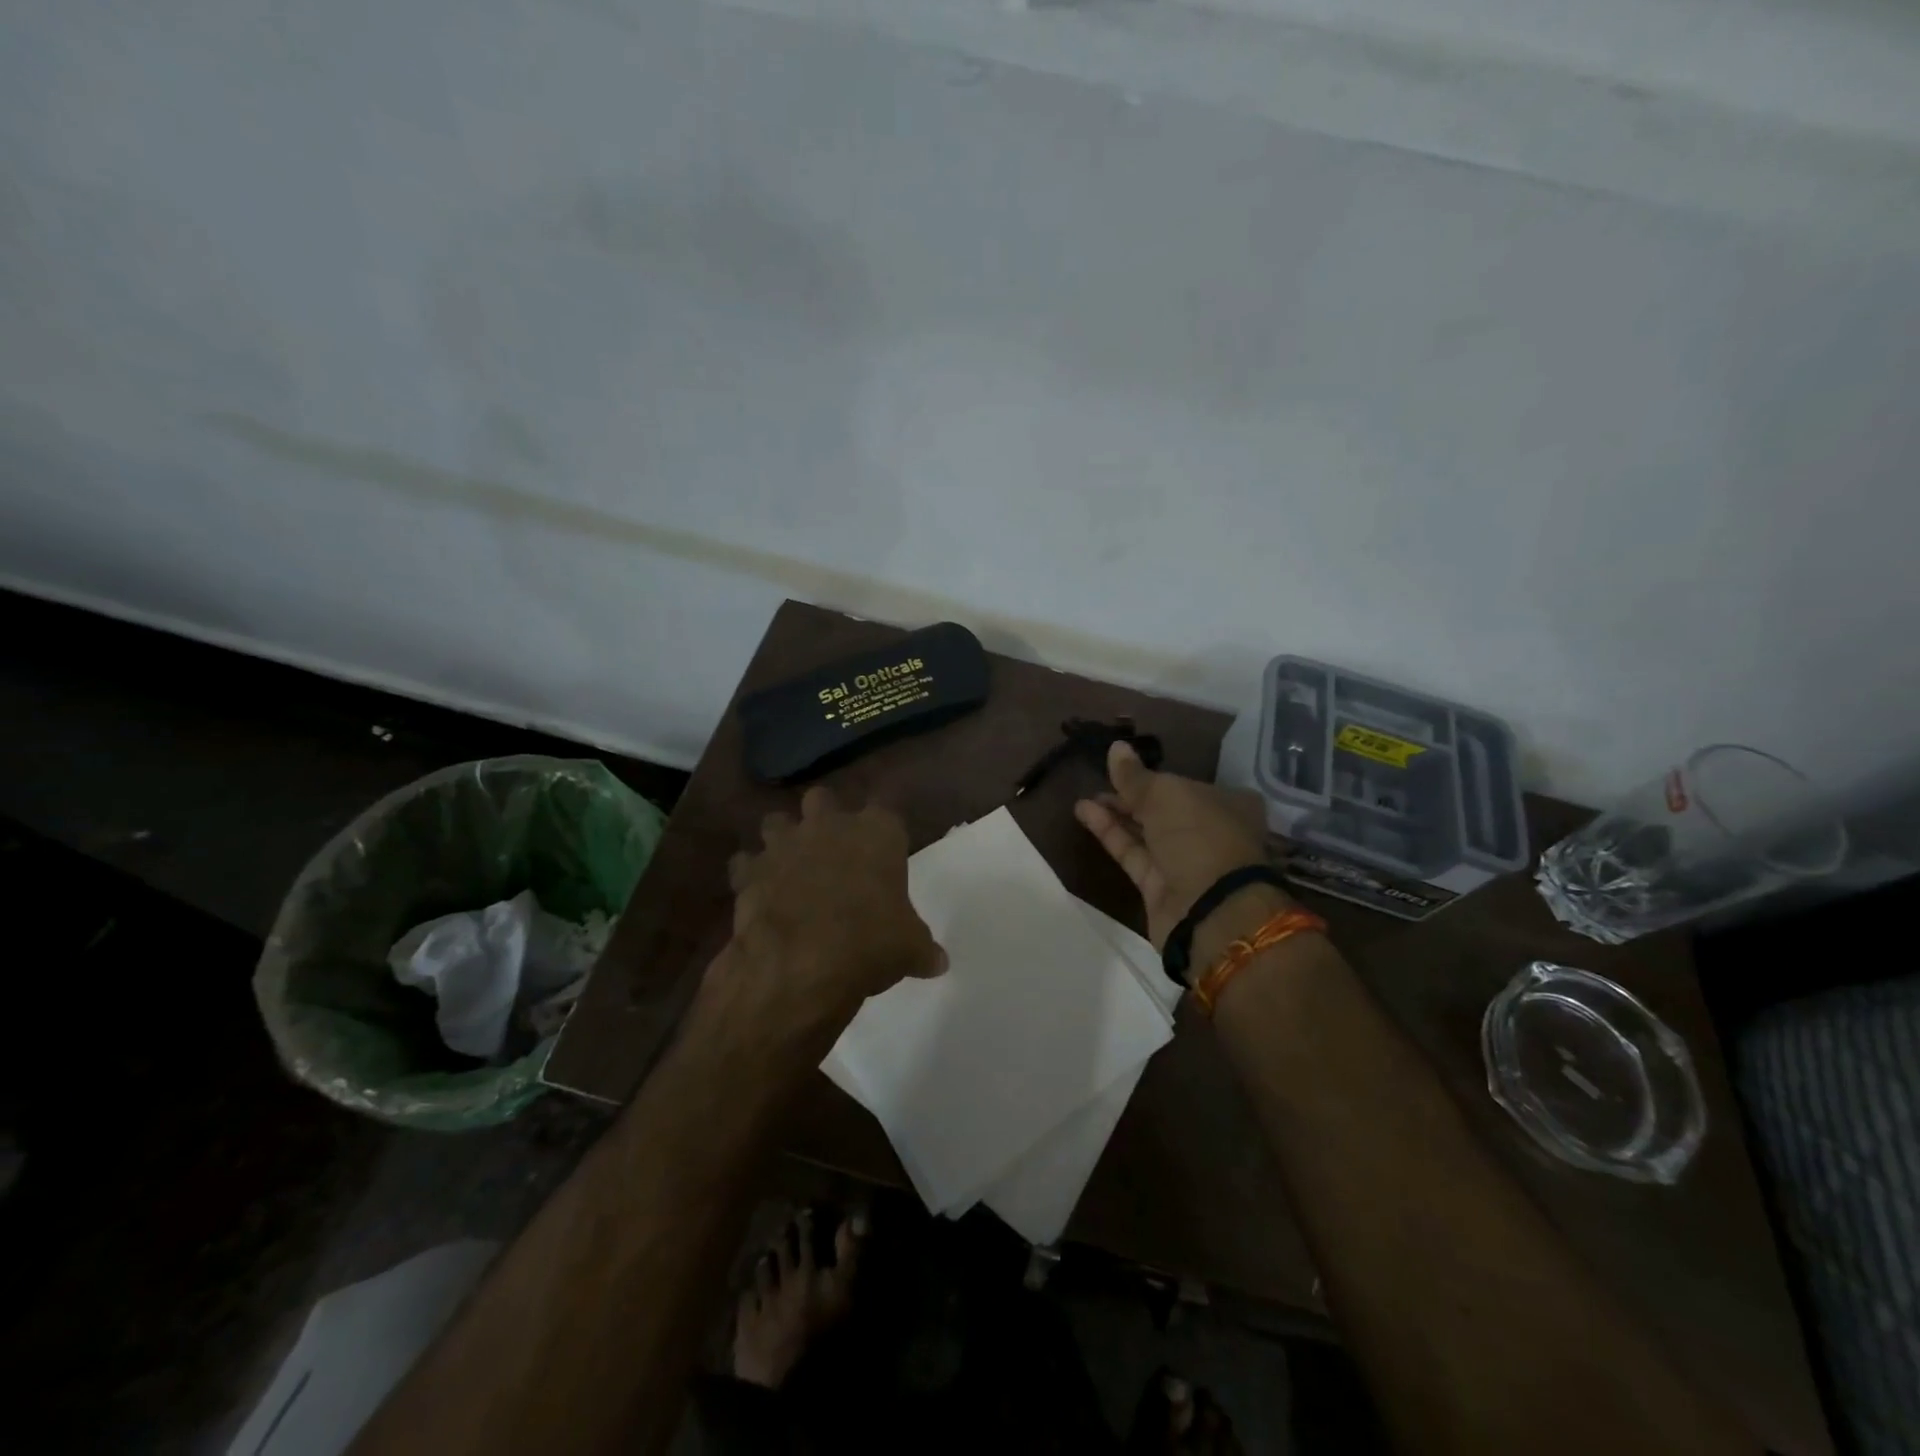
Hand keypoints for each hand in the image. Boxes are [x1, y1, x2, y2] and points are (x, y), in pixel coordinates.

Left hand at [719, 785, 945, 1047]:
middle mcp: (829, 825)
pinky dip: (750, 873)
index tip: (887, 841)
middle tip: (832, 846)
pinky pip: (745, 862)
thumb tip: (938, 962)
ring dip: (782, 837)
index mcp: (877, 832)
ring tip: (789, 863)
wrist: (801, 964)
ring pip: (777, 820)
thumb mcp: (909, 949)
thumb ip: (922, 947)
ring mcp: (784, 844)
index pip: (887, 806)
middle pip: (823, 798)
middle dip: (825, 816)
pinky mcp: (750, 871)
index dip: (884, 823)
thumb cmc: (870, 943)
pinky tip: (758, 890)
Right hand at [1074, 741, 1276, 949]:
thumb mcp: (1165, 794)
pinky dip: (1110, 833)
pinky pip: (1132, 852)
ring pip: (1146, 831)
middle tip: (1098, 780)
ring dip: (1115, 813)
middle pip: (1165, 808)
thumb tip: (1116, 747)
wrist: (1211, 910)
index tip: (1125, 768)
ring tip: (1083, 797)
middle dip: (1132, 795)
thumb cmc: (1200, 836)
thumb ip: (1135, 775)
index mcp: (1228, 803)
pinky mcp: (1160, 886)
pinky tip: (1085, 812)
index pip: (1188, 784)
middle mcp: (1209, 831)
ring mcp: (1185, 861)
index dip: (1157, 776)